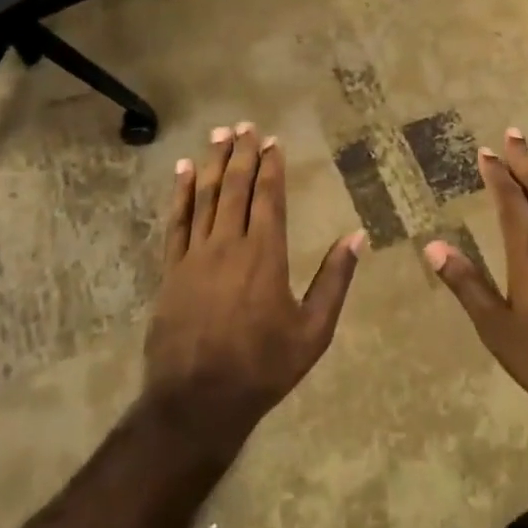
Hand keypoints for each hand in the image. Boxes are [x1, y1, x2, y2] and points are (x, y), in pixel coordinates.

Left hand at [146, 123, 364, 442]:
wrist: (197, 402)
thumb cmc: (263, 366)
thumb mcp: (314, 330)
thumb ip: (334, 280)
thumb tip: (357, 236)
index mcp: (265, 255)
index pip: (268, 197)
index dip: (270, 166)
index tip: (272, 141)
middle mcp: (229, 245)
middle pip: (235, 188)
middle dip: (241, 154)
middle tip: (244, 125)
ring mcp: (195, 256)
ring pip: (204, 197)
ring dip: (211, 163)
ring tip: (218, 135)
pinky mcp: (171, 271)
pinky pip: (176, 223)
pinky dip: (179, 194)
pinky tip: (182, 172)